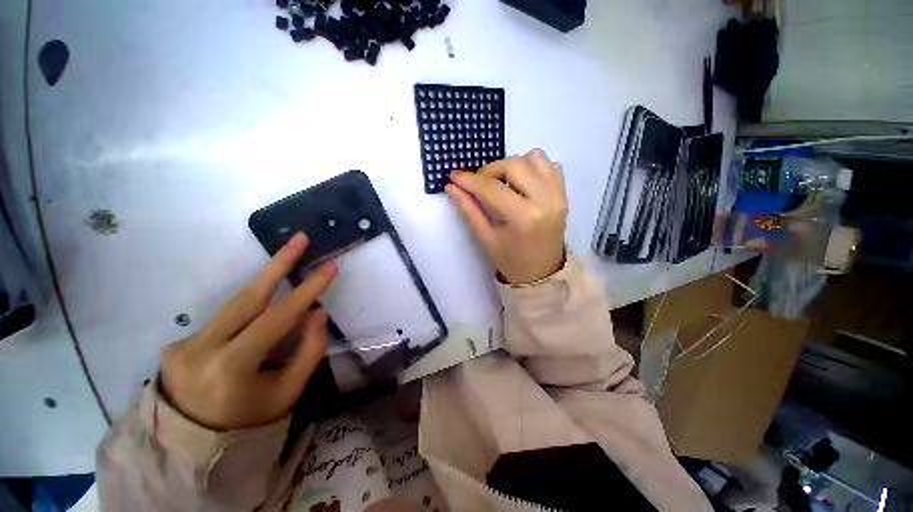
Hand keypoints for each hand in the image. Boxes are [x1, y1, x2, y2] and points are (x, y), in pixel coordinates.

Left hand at [160, 233, 336, 429]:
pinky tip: (260, 317)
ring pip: (235, 303)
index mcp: (230, 369)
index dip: (307, 290)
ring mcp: (183, 344)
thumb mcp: (288, 392)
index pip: (276, 318)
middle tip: (300, 239)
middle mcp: (200, 349)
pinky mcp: (178, 342)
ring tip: (288, 259)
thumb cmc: (250, 422)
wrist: (193, 446)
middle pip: (246, 296)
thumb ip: (308, 350)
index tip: (329, 267)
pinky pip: (226, 319)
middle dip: (278, 263)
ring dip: (265, 281)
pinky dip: (249, 311)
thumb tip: (316, 312)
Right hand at [446, 149, 567, 283]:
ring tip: (503, 183)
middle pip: (514, 165)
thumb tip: (451, 186)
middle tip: (480, 184)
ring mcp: (558, 195)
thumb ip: (469, 209)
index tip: (454, 176)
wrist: (542, 272)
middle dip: (491, 170)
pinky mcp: (564, 193)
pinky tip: (522, 182)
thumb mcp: (486, 238)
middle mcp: (545, 200)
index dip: (470, 180)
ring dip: (513, 165)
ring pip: (534, 157)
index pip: (492, 188)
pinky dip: (532, 166)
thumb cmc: (510, 260)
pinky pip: (549, 164)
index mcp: (523, 218)